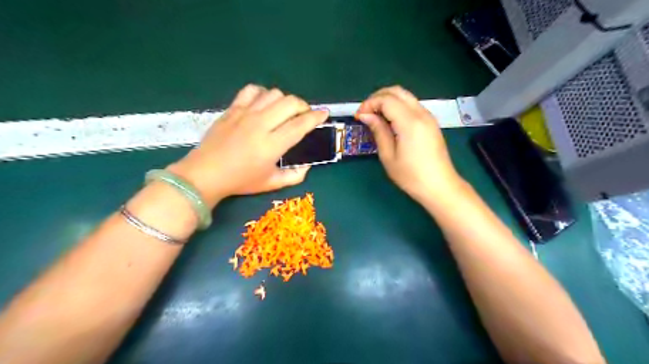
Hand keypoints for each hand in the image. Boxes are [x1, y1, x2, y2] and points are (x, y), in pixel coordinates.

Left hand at [168, 83, 329, 205]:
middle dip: (303, 106)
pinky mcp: (233, 109)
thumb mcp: (271, 183)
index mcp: (272, 145)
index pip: (300, 125)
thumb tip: (307, 166)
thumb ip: (294, 176)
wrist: (205, 174)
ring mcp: (245, 114)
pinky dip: (263, 93)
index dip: (316, 117)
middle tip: (304, 115)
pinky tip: (264, 104)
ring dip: (285, 100)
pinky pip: (252, 90)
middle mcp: (261, 124)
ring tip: (285, 111)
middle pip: (290, 103)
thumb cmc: (240, 180)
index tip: (324, 113)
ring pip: (273, 94)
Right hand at [354, 87, 466, 202]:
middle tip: (365, 112)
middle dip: (377, 97)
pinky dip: (397, 106)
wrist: (439, 186)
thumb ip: (378, 131)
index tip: (358, 116)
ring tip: (375, 116)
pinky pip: (412, 105)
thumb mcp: (388, 156)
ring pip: (405, 96)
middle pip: (397, 91)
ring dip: (388, 100)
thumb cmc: (411, 176)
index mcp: (410, 122)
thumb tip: (365, 115)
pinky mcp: (431, 122)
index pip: (386, 100)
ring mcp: (428, 116)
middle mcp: (421, 113)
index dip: (369, 104)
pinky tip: (389, 121)